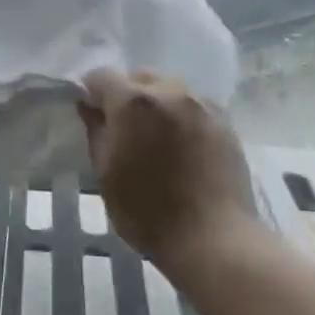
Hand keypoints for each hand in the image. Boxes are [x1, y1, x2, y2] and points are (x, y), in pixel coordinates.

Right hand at [78, 69, 256, 267]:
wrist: (213, 239)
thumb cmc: (147, 211)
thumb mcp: (106, 173)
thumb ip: (96, 132)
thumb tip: (88, 106)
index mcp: (133, 103)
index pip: (102, 75)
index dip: (91, 92)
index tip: (91, 114)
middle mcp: (170, 93)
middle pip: (139, 78)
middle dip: (126, 95)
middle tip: (124, 130)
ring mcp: (202, 106)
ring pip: (170, 90)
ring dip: (157, 104)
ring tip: (157, 138)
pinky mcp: (226, 123)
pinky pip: (194, 107)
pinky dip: (182, 117)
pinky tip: (183, 147)